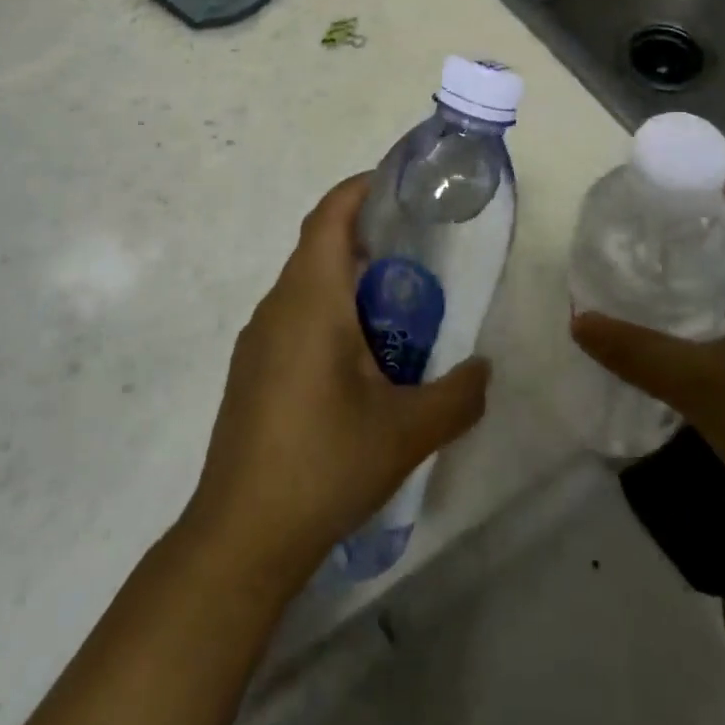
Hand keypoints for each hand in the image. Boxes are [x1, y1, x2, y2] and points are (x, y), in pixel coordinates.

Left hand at [184, 176, 491, 587]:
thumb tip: (484, 370)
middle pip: (319, 245)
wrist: (239, 538)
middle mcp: (277, 306)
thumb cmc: (323, 465)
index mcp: (310, 299)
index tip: (400, 185)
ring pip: (306, 284)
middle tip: (419, 252)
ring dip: (349, 279)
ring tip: (399, 306)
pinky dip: (330, 311)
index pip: (329, 216)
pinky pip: (295, 316)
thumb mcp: (407, 431)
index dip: (360, 189)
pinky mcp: (251, 370)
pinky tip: (360, 359)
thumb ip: (458, 395)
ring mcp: (257, 340)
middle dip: (367, 236)